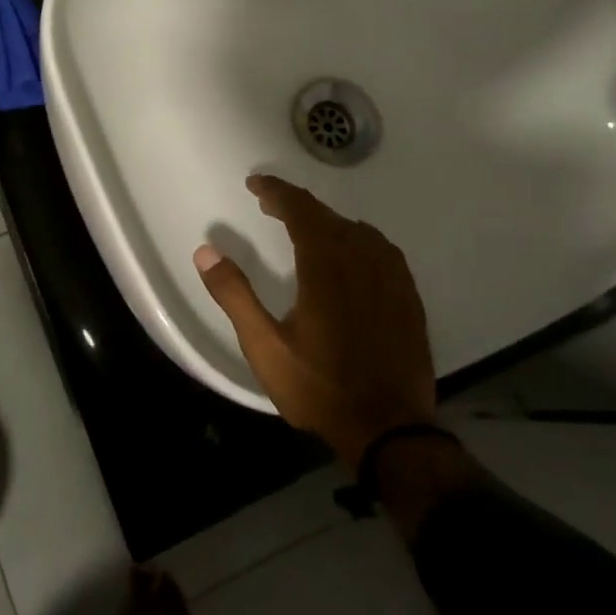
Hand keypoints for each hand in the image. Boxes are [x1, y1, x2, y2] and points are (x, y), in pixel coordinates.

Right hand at [194, 175, 434, 469]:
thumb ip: (234, 295)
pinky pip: (383, 250)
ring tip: (305, 227)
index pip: (301, 211)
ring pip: (358, 231)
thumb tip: (206, 251)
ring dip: (328, 221)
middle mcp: (362, 262)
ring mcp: (391, 280)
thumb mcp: (264, 346)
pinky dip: (359, 238)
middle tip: (270, 204)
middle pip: (329, 217)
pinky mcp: (409, 298)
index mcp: (326, 268)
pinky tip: (353, 252)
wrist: (389, 430)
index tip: (255, 184)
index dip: (277, 192)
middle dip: (297, 204)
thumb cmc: (319, 387)